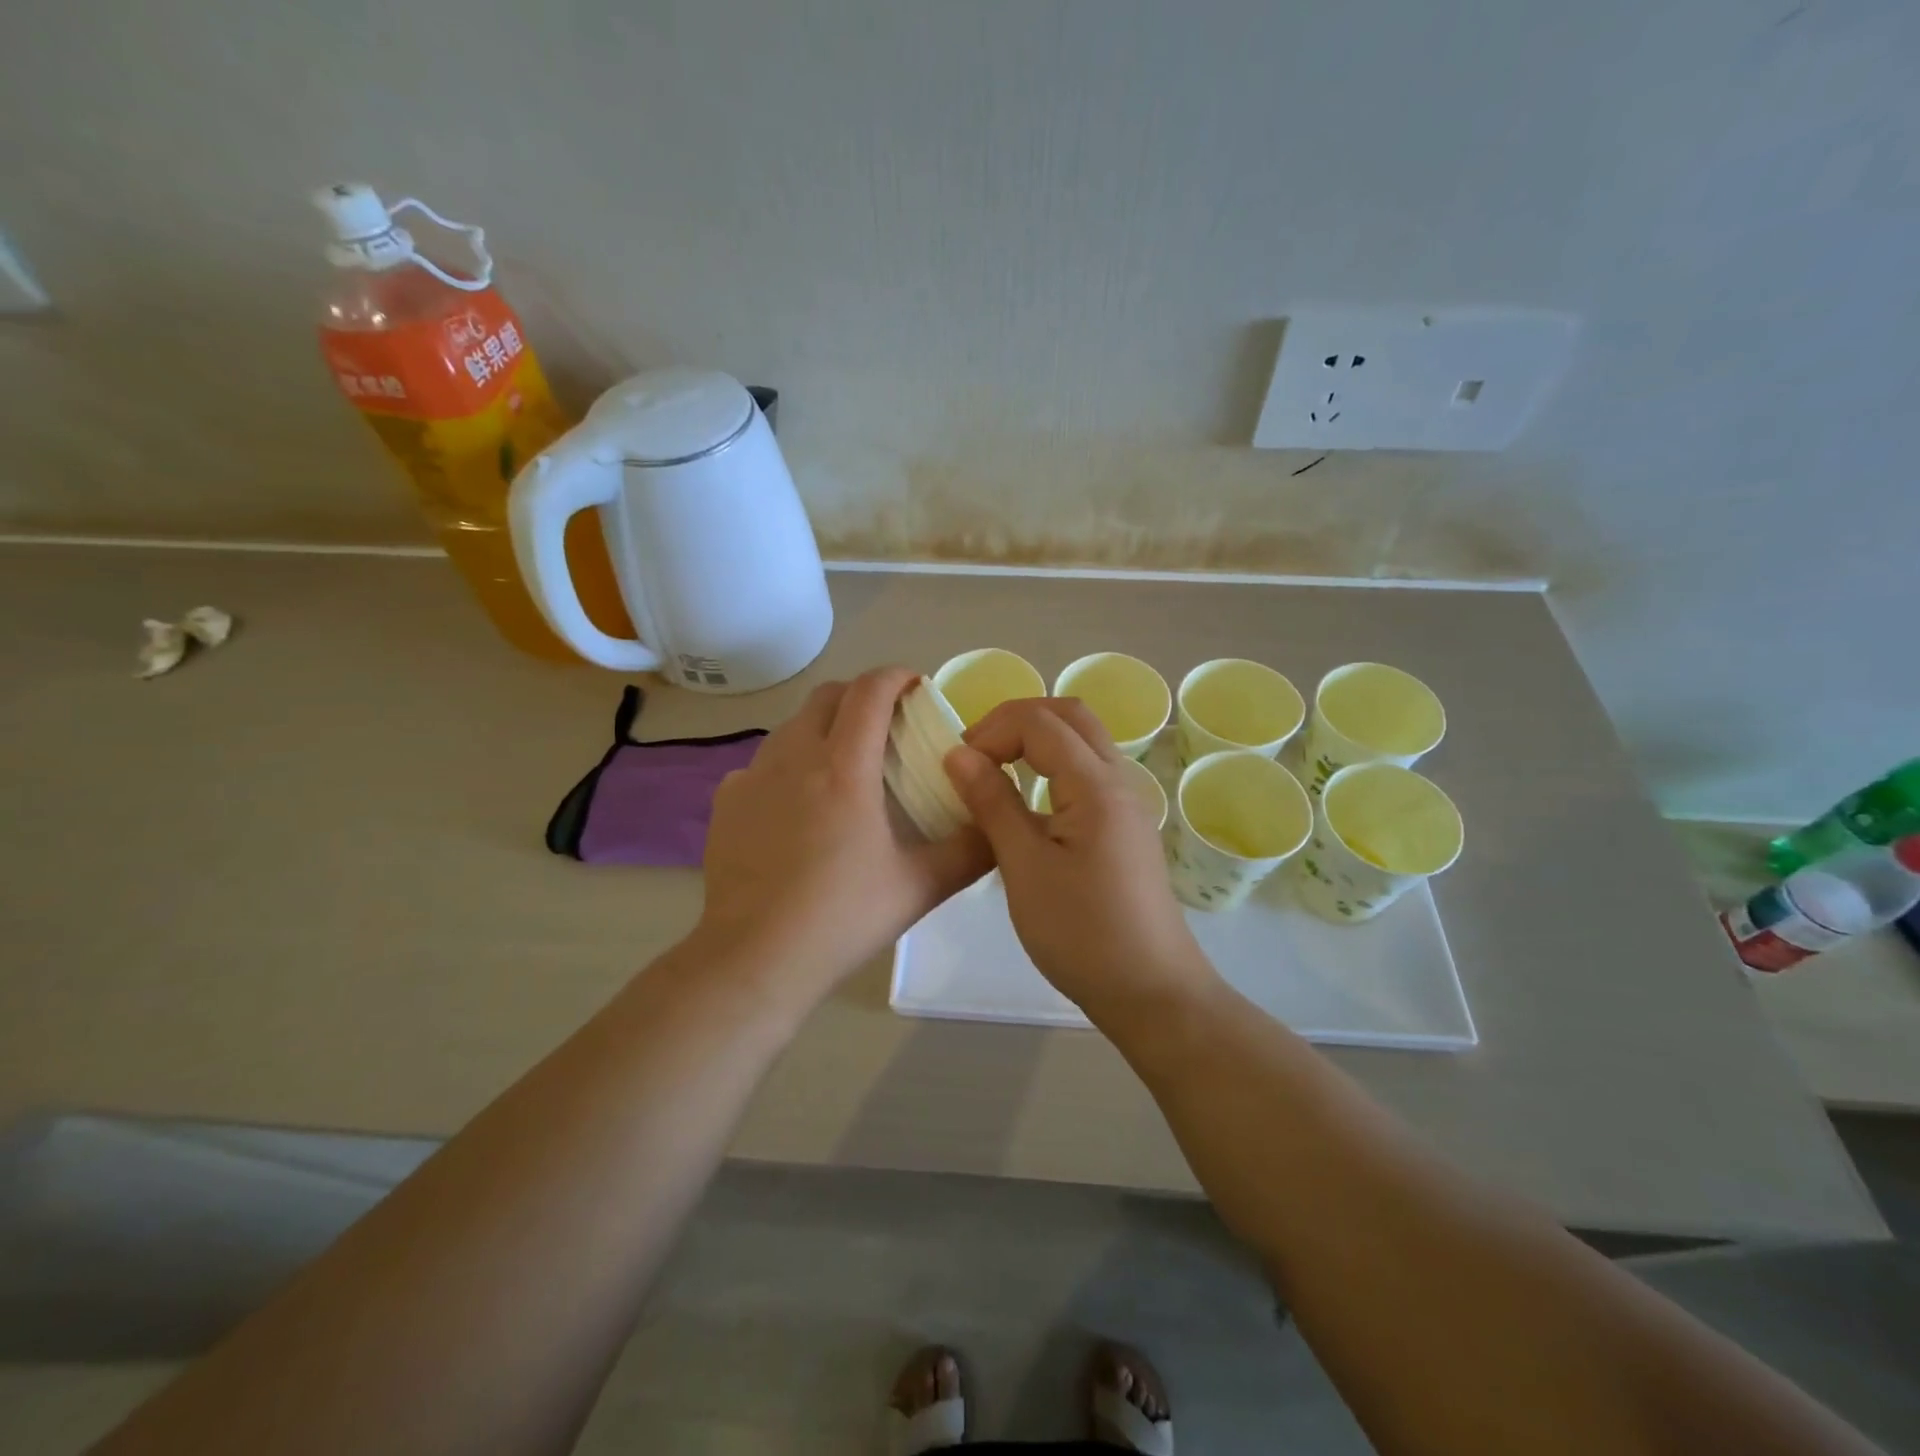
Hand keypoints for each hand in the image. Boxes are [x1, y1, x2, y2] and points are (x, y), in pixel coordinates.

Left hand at [698, 666, 993, 997]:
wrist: (756, 959)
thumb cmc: (843, 917)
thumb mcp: (922, 885)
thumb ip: (971, 850)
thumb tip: (999, 823)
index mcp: (843, 768)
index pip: (869, 691)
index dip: (896, 676)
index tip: (916, 686)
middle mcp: (793, 757)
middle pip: (826, 696)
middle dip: (861, 695)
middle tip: (887, 725)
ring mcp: (752, 777)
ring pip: (792, 726)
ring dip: (823, 727)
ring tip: (845, 765)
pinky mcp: (726, 803)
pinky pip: (762, 763)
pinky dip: (788, 765)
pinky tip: (798, 805)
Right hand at [943, 700, 1216, 1021]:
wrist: (1151, 991)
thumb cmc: (1082, 932)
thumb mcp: (1024, 867)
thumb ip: (993, 803)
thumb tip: (959, 753)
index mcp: (1095, 785)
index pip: (1040, 722)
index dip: (992, 729)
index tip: (958, 765)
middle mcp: (1119, 781)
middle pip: (1069, 716)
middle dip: (1016, 720)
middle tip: (976, 753)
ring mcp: (1127, 804)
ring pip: (1083, 742)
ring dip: (1036, 741)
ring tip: (994, 772)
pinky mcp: (1125, 827)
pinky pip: (1088, 773)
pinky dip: (1052, 767)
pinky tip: (1027, 805)